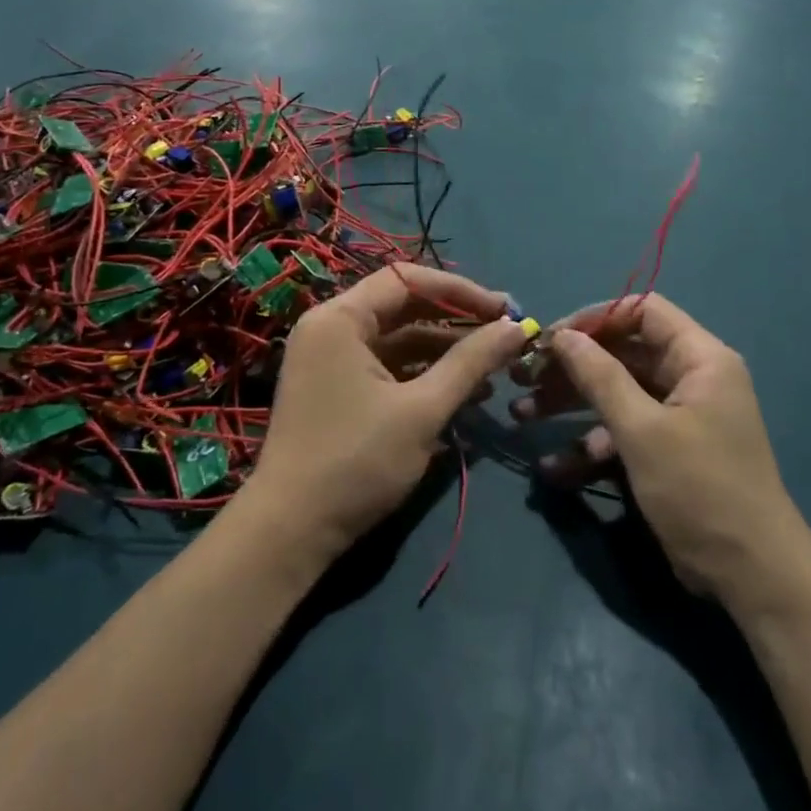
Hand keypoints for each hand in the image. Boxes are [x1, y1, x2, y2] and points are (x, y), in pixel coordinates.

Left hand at [242, 267, 528, 569]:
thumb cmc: (357, 461)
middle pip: (404, 307)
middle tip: (505, 337)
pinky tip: (465, 395)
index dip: (460, 291)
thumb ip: (472, 363)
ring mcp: (331, 361)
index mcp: (340, 319)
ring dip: (445, 353)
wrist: (291, 531)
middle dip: (457, 323)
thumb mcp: (423, 410)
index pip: (407, 279)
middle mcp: (331, 329)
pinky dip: (423, 376)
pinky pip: (387, 368)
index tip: (503, 310)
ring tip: (494, 373)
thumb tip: (518, 328)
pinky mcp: (337, 390)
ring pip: (398, 340)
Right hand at [513, 295, 805, 601]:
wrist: (750, 575)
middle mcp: (690, 378)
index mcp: (699, 358)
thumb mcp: (642, 430)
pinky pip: (623, 433)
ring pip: (616, 394)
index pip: (642, 311)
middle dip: (572, 366)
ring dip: (571, 404)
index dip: (594, 318)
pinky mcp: (666, 452)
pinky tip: (553, 467)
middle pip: (622, 353)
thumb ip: (600, 376)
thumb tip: (563, 335)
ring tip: (522, 415)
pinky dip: (590, 444)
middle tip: (524, 377)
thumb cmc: (699, 488)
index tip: (551, 338)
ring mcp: (678, 417)